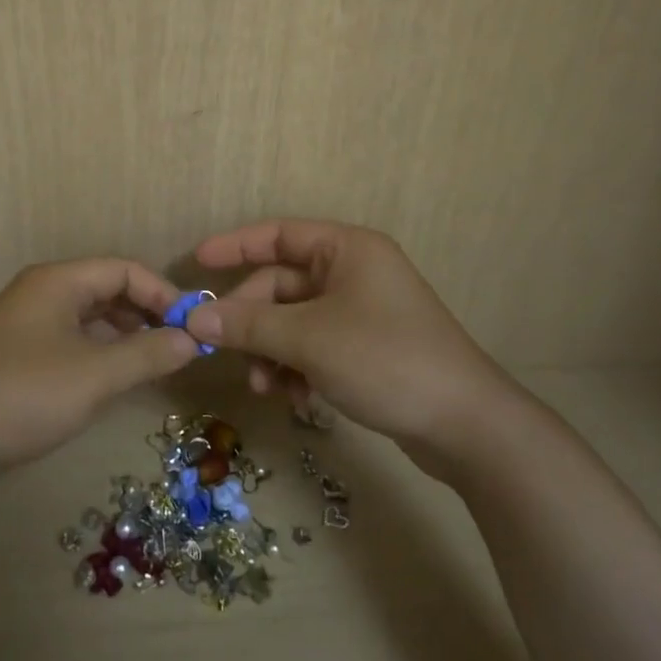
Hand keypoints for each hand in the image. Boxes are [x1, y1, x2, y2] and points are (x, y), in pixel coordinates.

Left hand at [0, 259, 200, 468]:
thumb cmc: (28, 393)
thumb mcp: (96, 375)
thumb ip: (148, 353)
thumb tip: (191, 340)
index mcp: (59, 281)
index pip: (125, 270)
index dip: (163, 293)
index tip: (191, 325)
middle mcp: (43, 291)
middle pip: (108, 289)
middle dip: (147, 313)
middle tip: (179, 344)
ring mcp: (28, 321)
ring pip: (91, 315)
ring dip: (126, 333)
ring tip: (156, 361)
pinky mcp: (20, 351)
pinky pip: (73, 337)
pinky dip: (101, 349)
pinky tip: (118, 375)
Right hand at [183, 219, 509, 454]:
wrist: (466, 425)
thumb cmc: (385, 359)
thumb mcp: (308, 339)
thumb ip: (248, 325)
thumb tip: (193, 318)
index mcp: (346, 249)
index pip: (278, 234)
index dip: (235, 245)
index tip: (196, 262)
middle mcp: (353, 272)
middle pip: (281, 285)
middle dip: (252, 321)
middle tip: (223, 351)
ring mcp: (361, 312)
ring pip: (294, 321)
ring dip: (272, 351)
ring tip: (265, 388)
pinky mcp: (366, 348)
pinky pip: (314, 346)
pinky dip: (297, 368)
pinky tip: (296, 400)